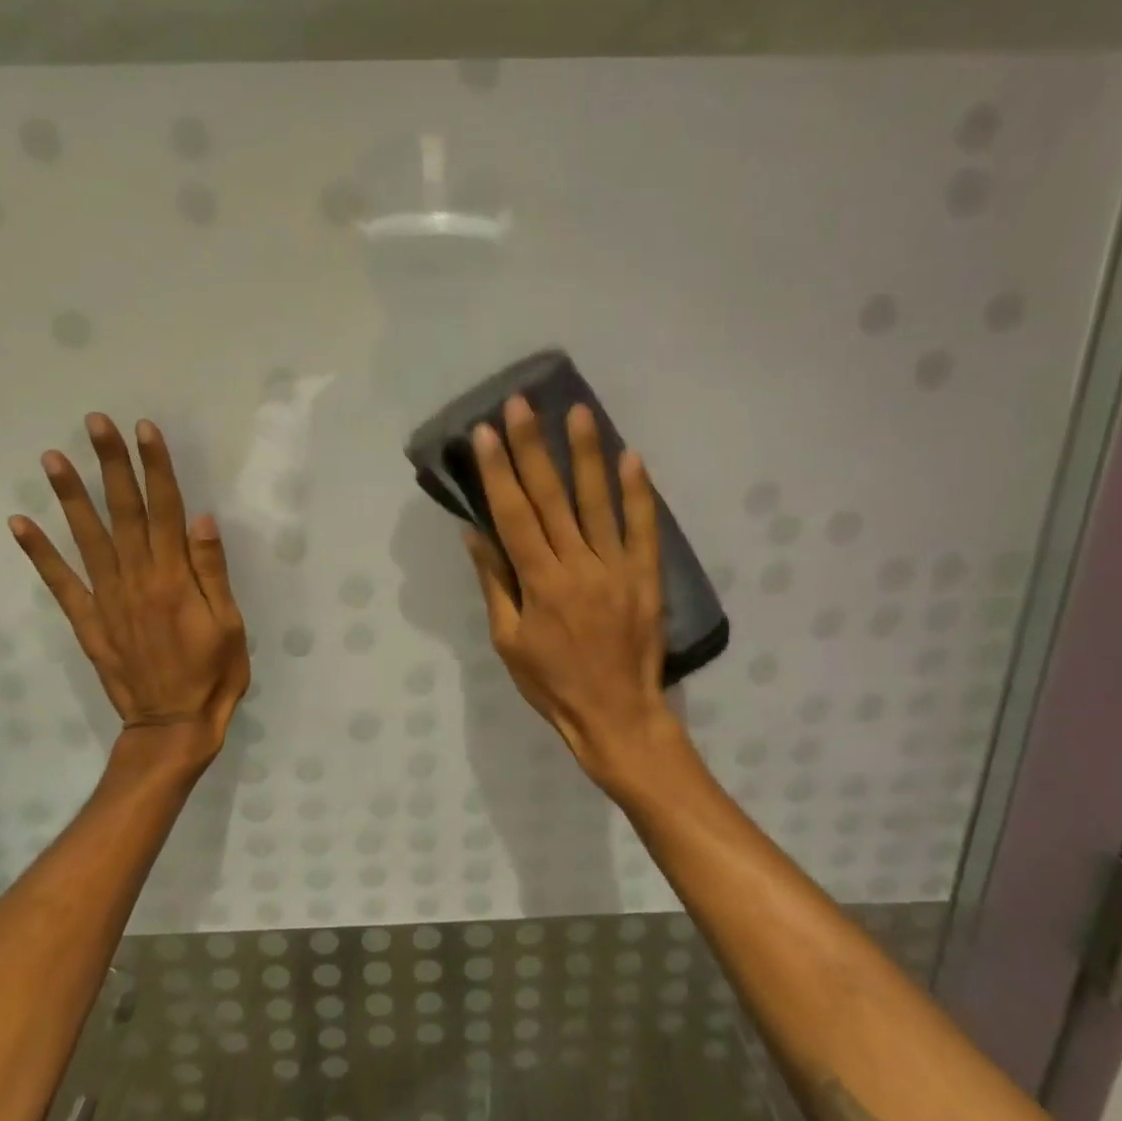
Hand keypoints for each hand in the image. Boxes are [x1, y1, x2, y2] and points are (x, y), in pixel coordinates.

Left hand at [10, 416, 248, 766]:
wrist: (171, 727)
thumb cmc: (213, 674)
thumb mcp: (229, 624)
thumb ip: (211, 572)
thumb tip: (200, 519)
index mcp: (174, 579)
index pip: (166, 510)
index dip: (155, 467)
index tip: (144, 430)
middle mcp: (136, 580)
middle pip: (124, 512)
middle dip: (111, 464)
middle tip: (96, 423)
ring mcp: (106, 600)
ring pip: (88, 538)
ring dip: (70, 496)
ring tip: (53, 458)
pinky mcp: (87, 622)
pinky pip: (60, 582)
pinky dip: (39, 553)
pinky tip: (21, 523)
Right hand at [462, 397, 680, 795]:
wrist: (617, 716)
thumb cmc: (552, 684)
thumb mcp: (508, 641)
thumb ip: (495, 583)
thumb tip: (475, 534)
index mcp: (539, 583)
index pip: (514, 515)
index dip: (498, 471)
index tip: (486, 432)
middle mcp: (577, 566)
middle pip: (551, 498)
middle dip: (533, 447)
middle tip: (522, 404)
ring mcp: (617, 569)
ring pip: (598, 503)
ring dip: (587, 455)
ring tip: (579, 411)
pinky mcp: (646, 577)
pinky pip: (643, 529)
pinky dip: (638, 493)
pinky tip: (631, 457)